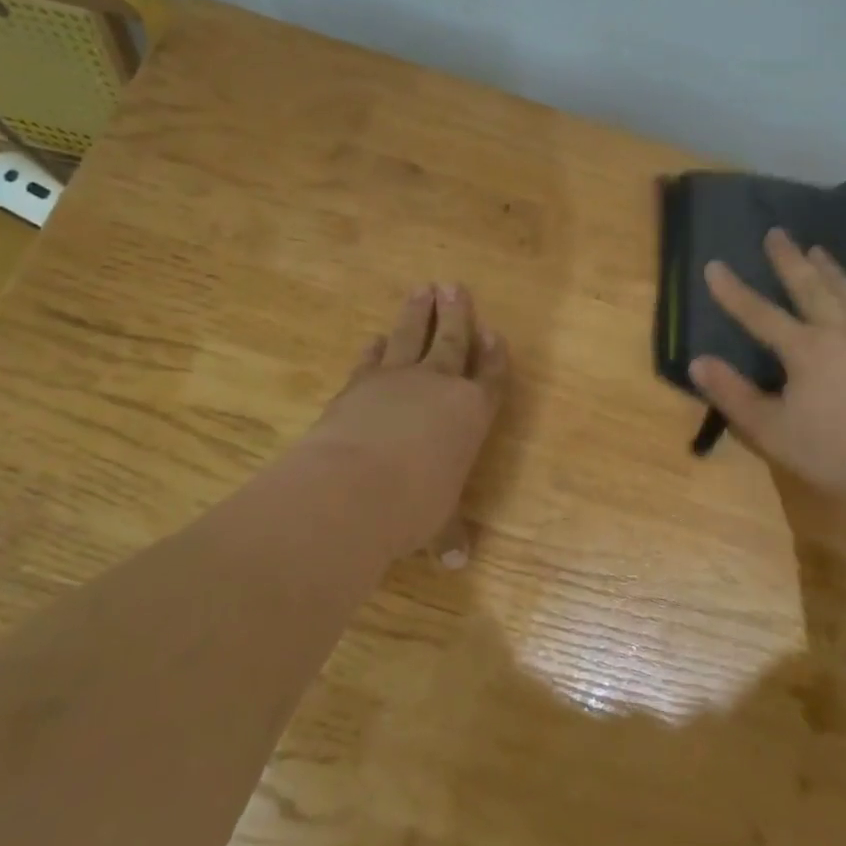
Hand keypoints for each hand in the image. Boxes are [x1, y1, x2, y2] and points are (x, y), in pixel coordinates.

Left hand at [304, 283, 509, 565]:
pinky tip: (375, 339)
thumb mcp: (437, 523)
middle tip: (453, 285)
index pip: (489, 376)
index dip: (493, 355)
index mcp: (470, 413)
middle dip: (455, 313)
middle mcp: (437, 386)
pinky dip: (375, 348)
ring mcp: (394, 381)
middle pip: (451, 340)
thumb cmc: (413, 506)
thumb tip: (458, 559)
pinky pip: (371, 359)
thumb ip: (448, 533)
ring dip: (417, 314)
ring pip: (411, 336)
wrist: (352, 488)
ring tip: (422, 290)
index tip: (493, 332)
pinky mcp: (356, 386)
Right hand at [688, 229, 845, 503]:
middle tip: (777, 233)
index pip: (760, 313)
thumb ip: (733, 395)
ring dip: (830, 270)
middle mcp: (842, 332)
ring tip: (819, 251)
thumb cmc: (835, 453)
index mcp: (806, 349)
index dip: (733, 291)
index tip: (714, 265)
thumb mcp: (772, 430)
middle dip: (789, 259)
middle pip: (810, 286)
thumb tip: (698, 362)